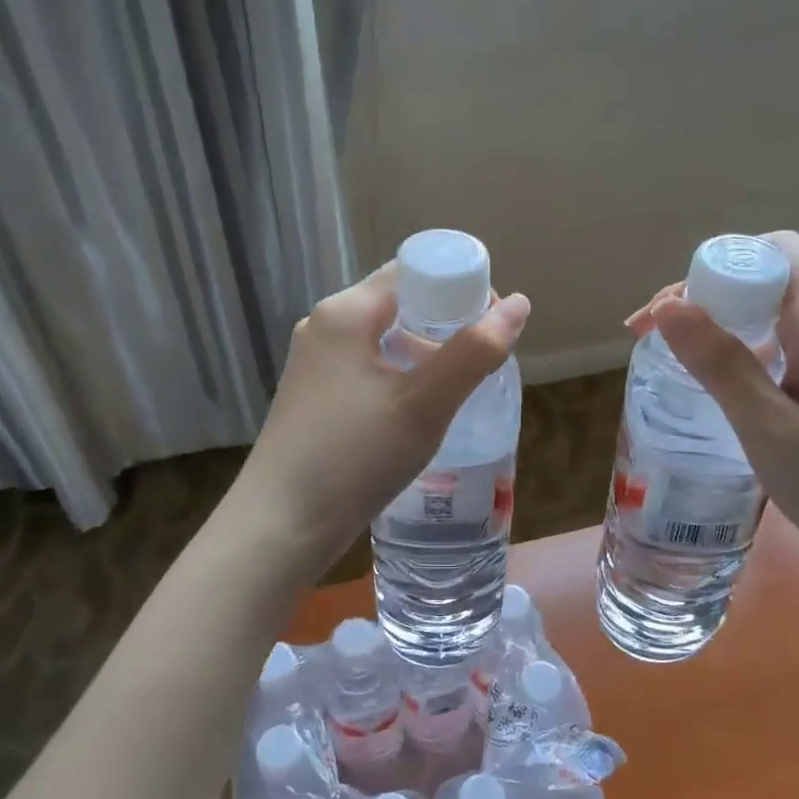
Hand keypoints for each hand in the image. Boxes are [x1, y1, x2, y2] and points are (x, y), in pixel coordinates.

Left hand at [238, 264, 529, 572]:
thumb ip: (473, 352)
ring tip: (458, 387)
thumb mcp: (424, 404)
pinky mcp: (313, 396)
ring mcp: (314, 363)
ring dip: (424, 352)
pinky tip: (418, 409)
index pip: (413, 271)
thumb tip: (518, 304)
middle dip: (445, 322)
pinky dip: (399, 375)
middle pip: (398, 303)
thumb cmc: (354, 457)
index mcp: (346, 312)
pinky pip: (366, 367)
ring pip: (382, 338)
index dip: (459, 286)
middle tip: (483, 358)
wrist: (280, 526)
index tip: (493, 322)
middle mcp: (324, 326)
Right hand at [626, 232, 798, 593]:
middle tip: (658, 337)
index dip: (716, 266)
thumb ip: (719, 363)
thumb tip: (668, 305)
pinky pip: (793, 342)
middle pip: (773, 277)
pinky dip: (751, 349)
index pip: (775, 251)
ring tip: (681, 358)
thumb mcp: (768, 428)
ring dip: (727, 323)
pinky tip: (729, 385)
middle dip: (710, 294)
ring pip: (780, 311)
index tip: (669, 311)